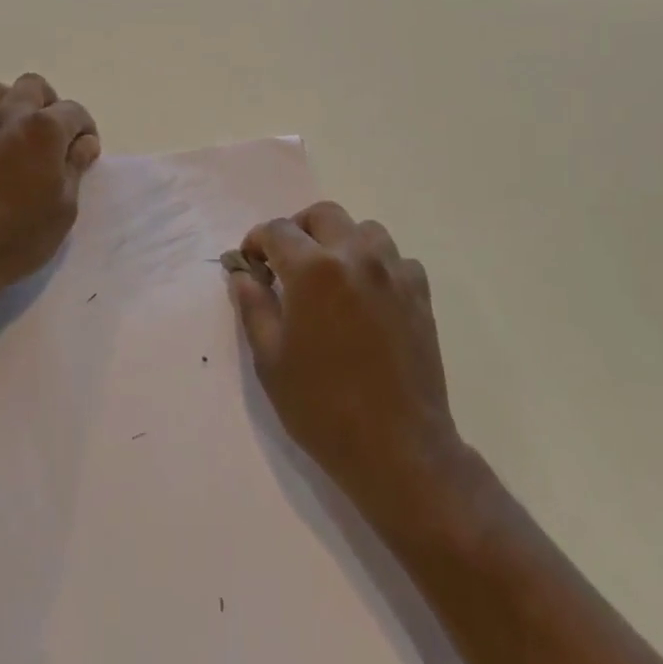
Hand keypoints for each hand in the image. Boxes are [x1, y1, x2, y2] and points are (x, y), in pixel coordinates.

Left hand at [0, 73, 100, 307]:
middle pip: (33, 86)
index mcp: (45, 128)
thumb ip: (75, 166)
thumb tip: (83, 143)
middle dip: (49, 105)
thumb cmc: (19, 236)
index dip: (85, 130)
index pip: (75, 111)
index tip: (85, 154)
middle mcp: (9, 116)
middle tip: (53, 138)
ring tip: (15, 133)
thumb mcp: (65, 207)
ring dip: (8, 105)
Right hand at [228, 202, 471, 536]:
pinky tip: (367, 297)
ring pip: (364, 230)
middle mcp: (355, 256)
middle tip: (287, 262)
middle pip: (323, 214)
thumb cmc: (323, 407)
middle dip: (298, 230)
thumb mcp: (270, 359)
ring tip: (330, 276)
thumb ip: (254, 306)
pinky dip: (377, 265)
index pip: (277, 230)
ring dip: (340, 242)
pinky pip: (396, 259)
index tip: (251, 263)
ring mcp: (393, 272)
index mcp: (313, 269)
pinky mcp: (419, 294)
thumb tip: (243, 273)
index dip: (257, 241)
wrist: (398, 449)